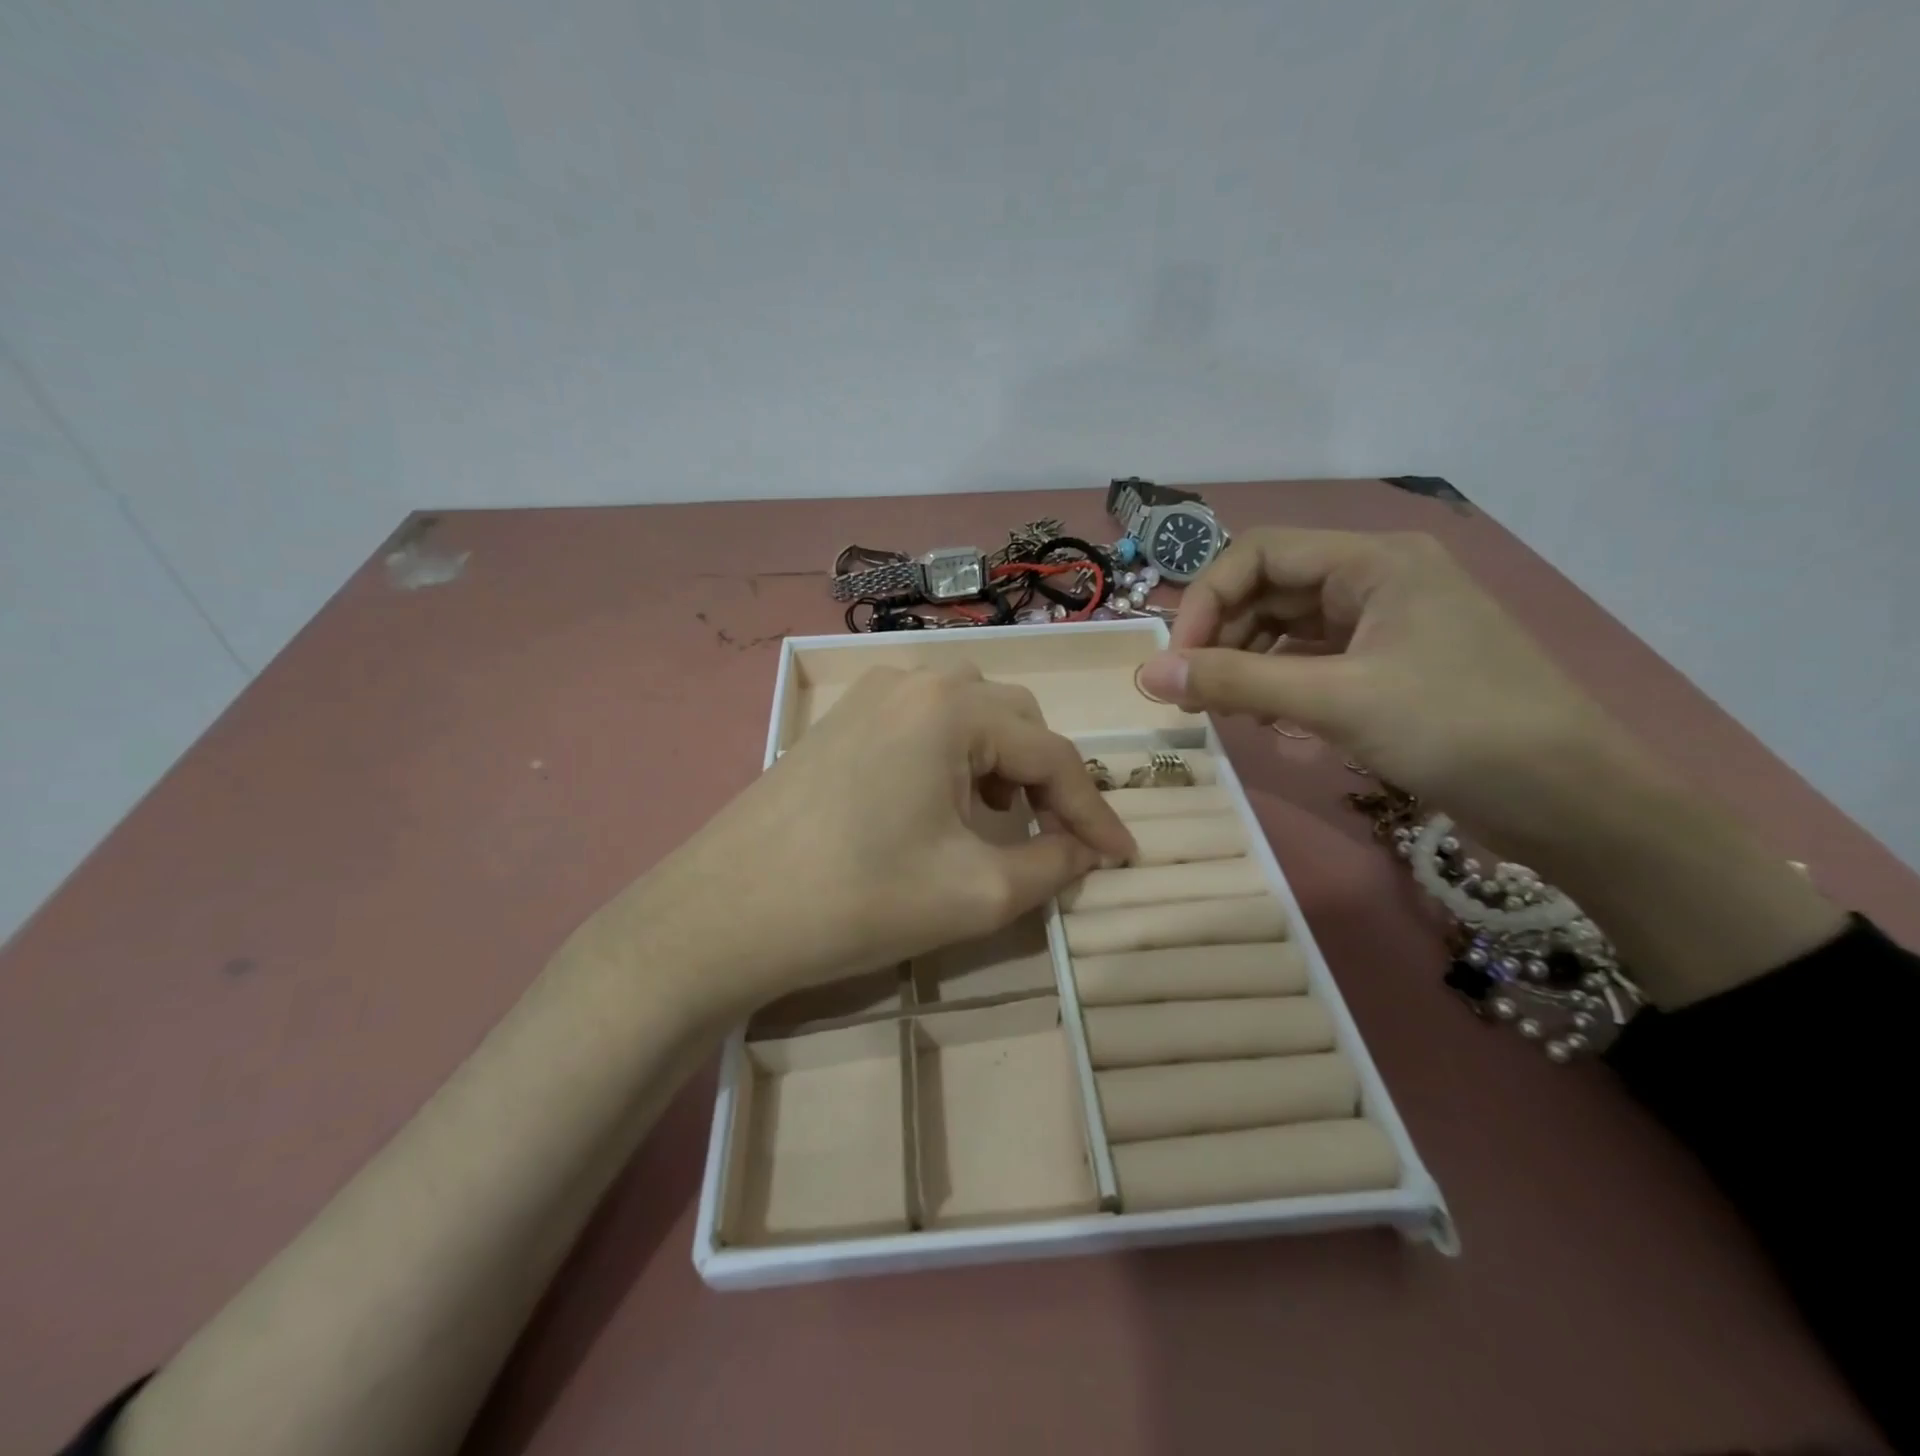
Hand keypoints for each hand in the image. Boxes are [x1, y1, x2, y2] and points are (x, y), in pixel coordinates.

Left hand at [591, 666, 1135, 1012]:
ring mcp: (868, 694)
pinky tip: (942, 804)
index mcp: (952, 707)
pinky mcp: (839, 721)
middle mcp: (914, 680)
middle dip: (1046, 778)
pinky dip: (954, 757)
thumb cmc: (858, 900)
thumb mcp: (976, 894)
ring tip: (1001, 818)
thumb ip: (1052, 865)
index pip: (1052, 754)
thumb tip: (1088, 852)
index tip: (1123, 858)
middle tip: (1056, 837)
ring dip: (1001, 761)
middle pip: (1012, 719)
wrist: (723, 915)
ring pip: (967, 714)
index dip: (1094, 812)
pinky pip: (922, 723)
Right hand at [1140, 527, 1843, 1004]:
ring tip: (1231, 715)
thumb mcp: (1336, 702)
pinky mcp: (1393, 667)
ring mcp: (1388, 625)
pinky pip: (1316, 663)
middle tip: (1196, 695)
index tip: (1178, 663)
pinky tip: (1274, 726)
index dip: (1206, 600)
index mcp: (1374, 560)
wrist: (1574, 803)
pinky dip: (1283, 689)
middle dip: (1225, 639)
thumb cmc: (1458, 731)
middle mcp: (1378, 579)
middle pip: (1271, 590)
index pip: (1258, 553)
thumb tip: (1147, 676)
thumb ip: (1236, 684)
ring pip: (1290, 630)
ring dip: (1250, 667)